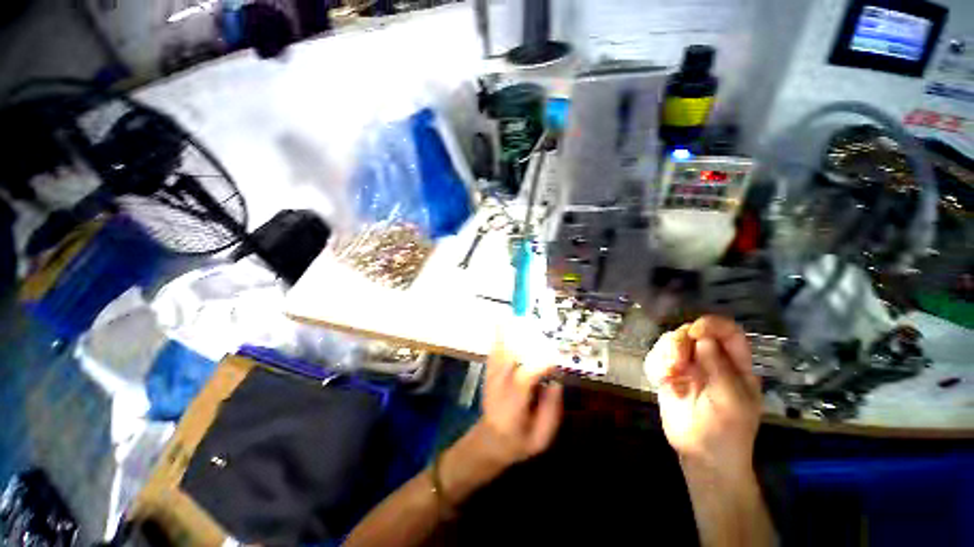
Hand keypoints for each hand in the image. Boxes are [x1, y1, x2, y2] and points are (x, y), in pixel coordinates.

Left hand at [476, 327, 563, 468]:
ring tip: (520, 317)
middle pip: (508, 358)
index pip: (523, 380)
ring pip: (500, 351)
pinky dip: (499, 336)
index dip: (538, 366)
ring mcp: (491, 378)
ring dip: (509, 333)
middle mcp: (500, 387)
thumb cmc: (519, 442)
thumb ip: (551, 411)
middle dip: (523, 342)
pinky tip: (504, 322)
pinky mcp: (489, 373)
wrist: (490, 440)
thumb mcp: (541, 438)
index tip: (555, 357)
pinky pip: (494, 351)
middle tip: (537, 328)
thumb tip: (557, 382)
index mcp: (513, 406)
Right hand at [645, 316, 761, 473]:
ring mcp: (687, 368)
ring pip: (671, 342)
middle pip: (692, 333)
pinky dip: (656, 364)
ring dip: (666, 353)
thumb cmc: (726, 431)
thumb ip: (719, 368)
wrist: (702, 456)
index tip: (695, 332)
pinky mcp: (668, 376)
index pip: (728, 331)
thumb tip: (703, 339)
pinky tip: (662, 380)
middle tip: (676, 363)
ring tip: (669, 374)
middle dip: (681, 342)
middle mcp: (709, 360)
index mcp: (734, 365)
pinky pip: (657, 357)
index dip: (712, 324)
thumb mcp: (731, 400)